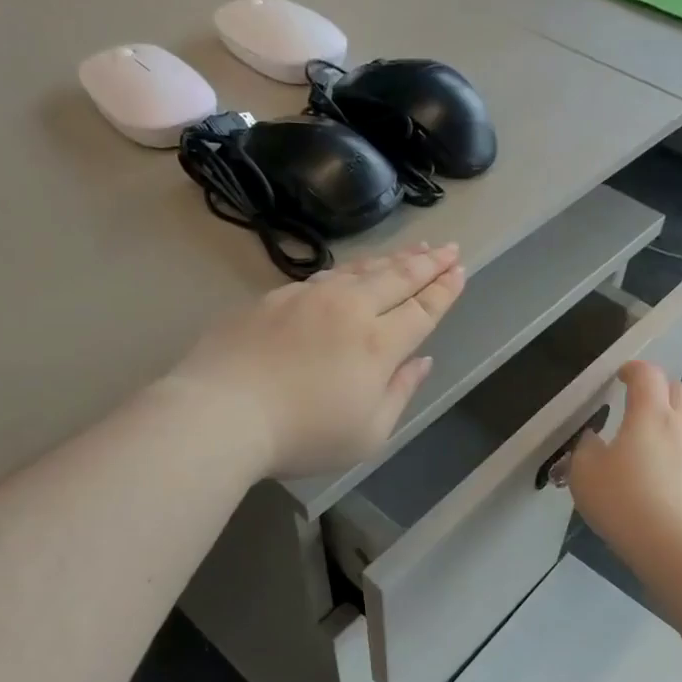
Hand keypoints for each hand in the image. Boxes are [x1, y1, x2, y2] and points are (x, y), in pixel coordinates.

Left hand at [171, 244, 466, 477]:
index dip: (444, 290)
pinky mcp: (274, 298)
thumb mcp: (368, 433)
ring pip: (361, 270)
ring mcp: (309, 299)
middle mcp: (349, 309)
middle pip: (397, 278)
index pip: (422, 309)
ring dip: (392, 259)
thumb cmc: (303, 435)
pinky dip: (350, 271)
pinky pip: (325, 278)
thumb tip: (422, 361)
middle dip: (427, 262)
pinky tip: (352, 273)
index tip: (459, 270)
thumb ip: (400, 392)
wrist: (222, 413)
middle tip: (448, 246)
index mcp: (378, 344)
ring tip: (412, 249)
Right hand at [569, 361, 681, 568]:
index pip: (648, 375)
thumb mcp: (585, 472)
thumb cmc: (622, 501)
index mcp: (650, 414)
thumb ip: (586, 448)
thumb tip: (594, 439)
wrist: (671, 544)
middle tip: (640, 400)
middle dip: (659, 387)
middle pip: (679, 388)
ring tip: (667, 422)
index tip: (621, 376)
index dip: (634, 369)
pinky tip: (676, 459)